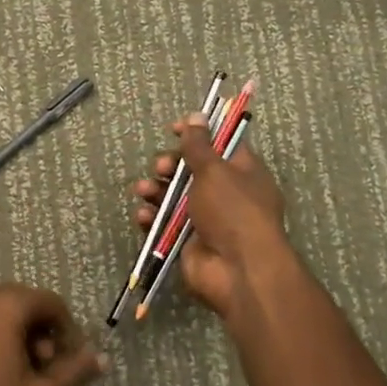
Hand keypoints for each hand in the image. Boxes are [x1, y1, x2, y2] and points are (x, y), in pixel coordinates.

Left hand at [0, 285, 105, 385]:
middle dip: (40, 331)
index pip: (51, 302)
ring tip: (17, 370)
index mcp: (7, 303)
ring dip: (15, 333)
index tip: (68, 360)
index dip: (67, 329)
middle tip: (43, 366)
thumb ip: (74, 371)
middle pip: (24, 303)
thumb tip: (101, 358)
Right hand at [131, 116, 289, 321]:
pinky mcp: (187, 240)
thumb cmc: (232, 211)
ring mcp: (206, 219)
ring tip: (144, 191)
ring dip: (155, 190)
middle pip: (191, 170)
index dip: (198, 135)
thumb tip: (197, 115)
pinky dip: (152, 217)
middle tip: (161, 167)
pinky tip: (144, 216)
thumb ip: (199, 145)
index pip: (219, 144)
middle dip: (170, 165)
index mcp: (242, 172)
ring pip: (173, 196)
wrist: (237, 270)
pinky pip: (164, 223)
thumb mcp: (215, 171)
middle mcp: (225, 194)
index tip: (175, 129)